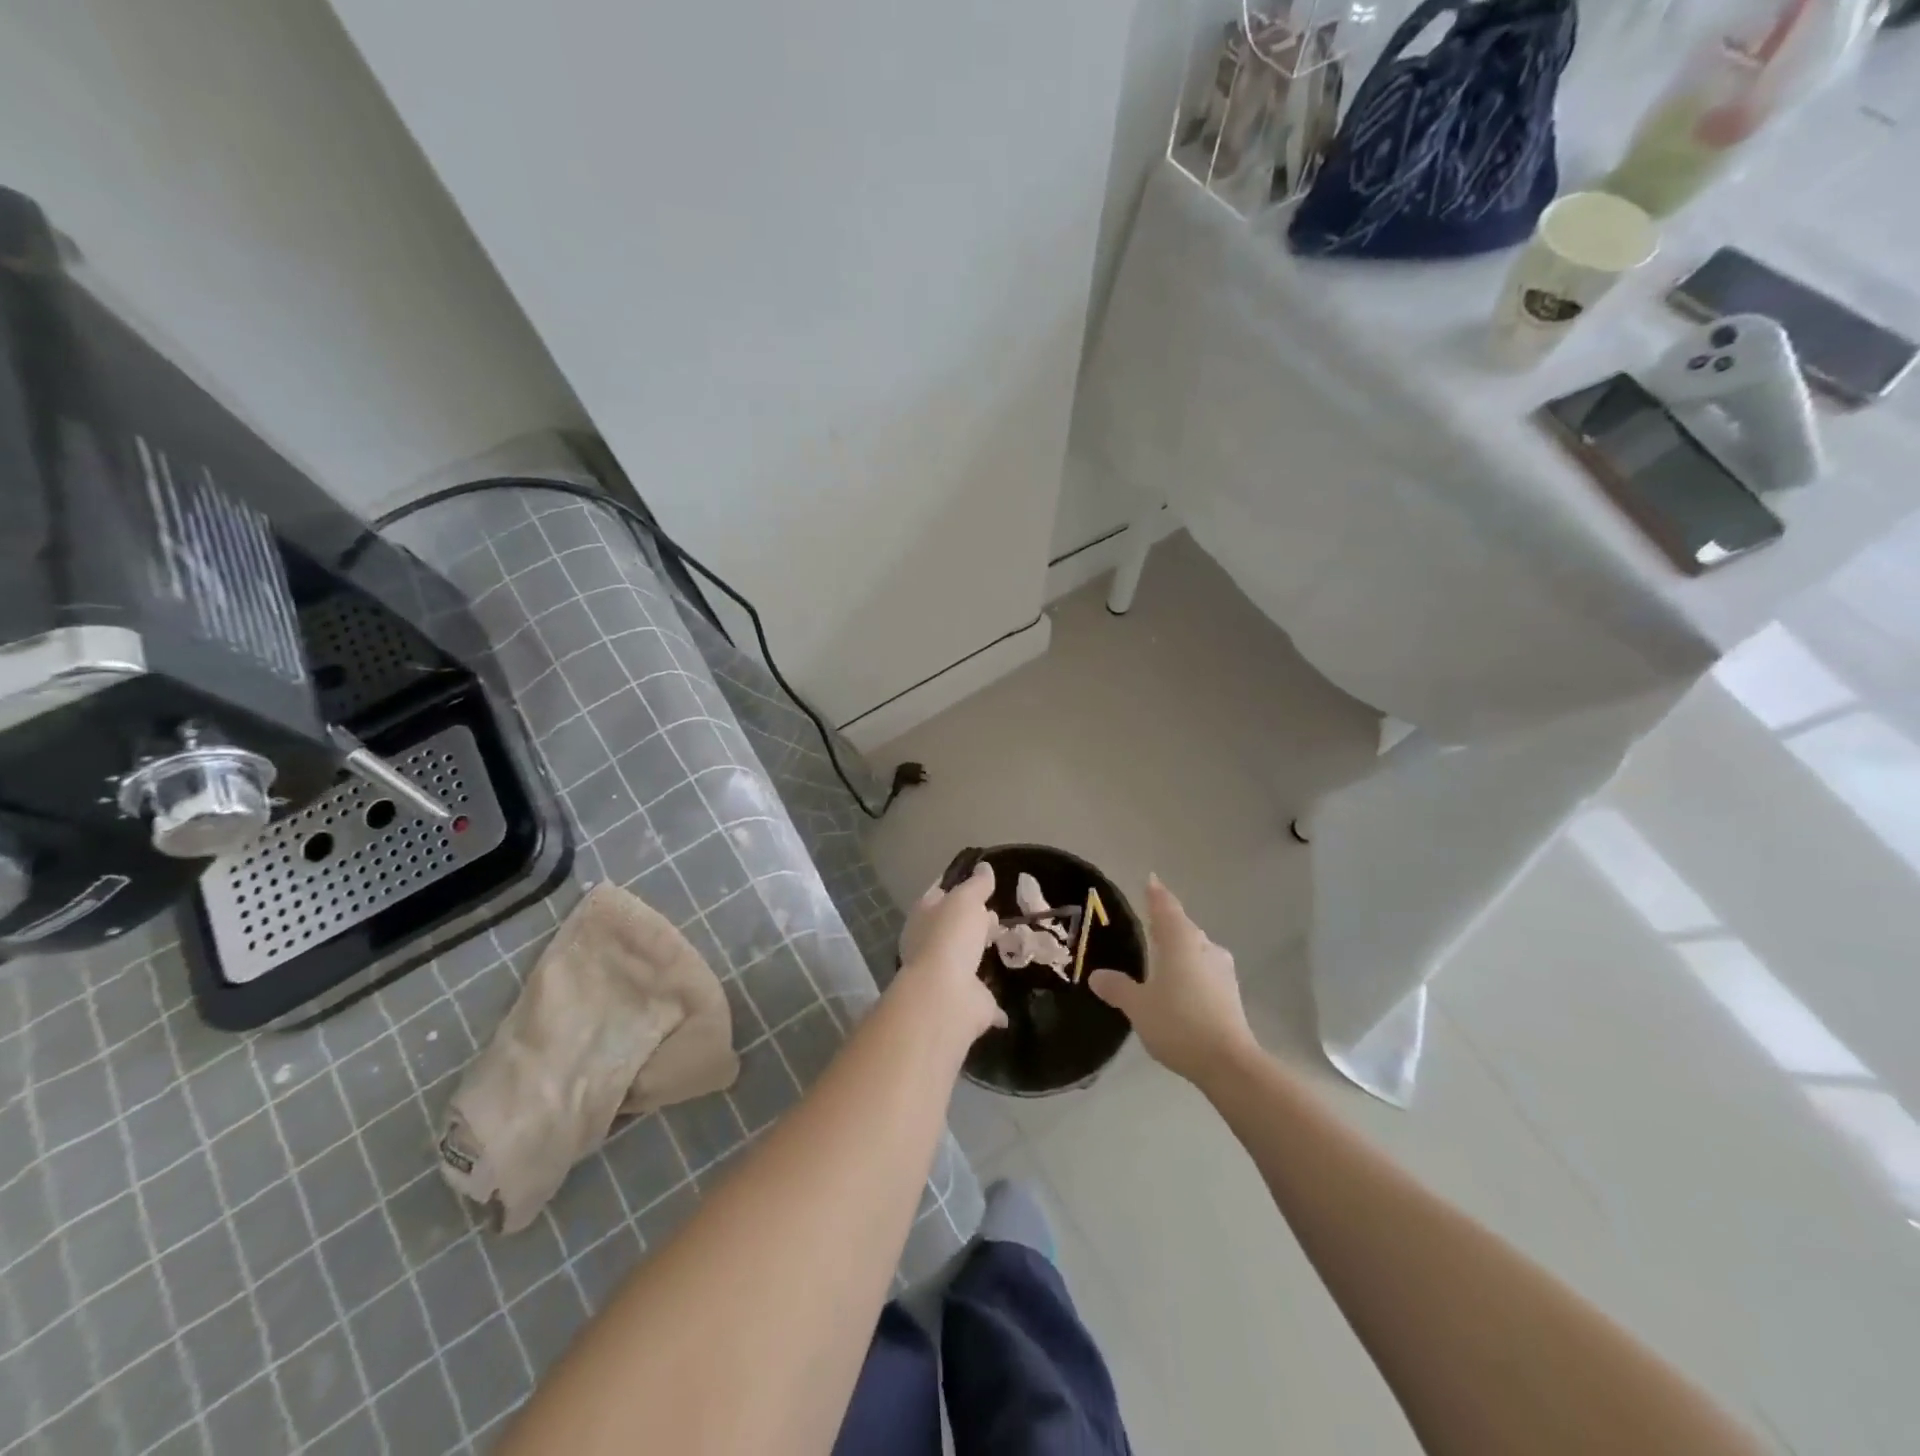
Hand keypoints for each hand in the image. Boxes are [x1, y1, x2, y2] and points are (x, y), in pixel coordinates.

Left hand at [894, 863, 1004, 1040]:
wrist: (946, 994)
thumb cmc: (950, 936)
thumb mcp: (965, 900)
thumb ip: (976, 884)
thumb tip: (984, 867)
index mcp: (924, 916)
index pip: (939, 894)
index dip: (958, 887)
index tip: (980, 883)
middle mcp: (930, 944)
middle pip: (954, 927)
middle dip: (973, 921)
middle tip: (998, 915)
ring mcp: (946, 974)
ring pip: (967, 959)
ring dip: (982, 955)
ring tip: (1009, 943)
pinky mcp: (965, 1001)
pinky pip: (984, 996)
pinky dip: (994, 998)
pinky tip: (1009, 995)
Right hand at [1090, 875, 1255, 1084]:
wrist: (1228, 1062)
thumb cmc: (1178, 1023)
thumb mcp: (1138, 1006)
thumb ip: (1118, 988)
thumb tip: (1096, 976)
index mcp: (1180, 941)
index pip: (1166, 907)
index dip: (1156, 894)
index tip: (1151, 880)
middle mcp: (1204, 947)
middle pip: (1183, 926)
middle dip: (1167, 922)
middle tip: (1149, 920)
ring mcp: (1222, 970)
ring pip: (1197, 948)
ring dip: (1181, 948)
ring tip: (1162, 955)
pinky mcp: (1231, 992)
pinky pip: (1205, 969)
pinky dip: (1191, 969)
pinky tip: (1180, 984)